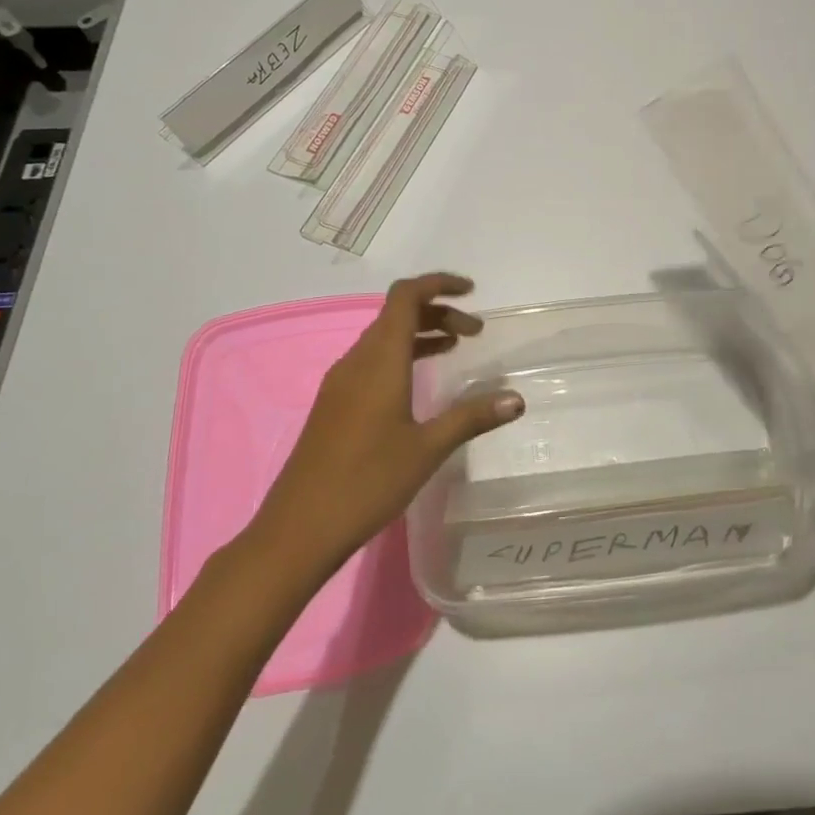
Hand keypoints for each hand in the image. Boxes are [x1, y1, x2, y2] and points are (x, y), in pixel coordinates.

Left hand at [254, 274, 522, 575]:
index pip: (406, 297)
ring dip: (421, 334)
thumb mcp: (427, 449)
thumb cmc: (366, 482)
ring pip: (384, 338)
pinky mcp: (335, 404)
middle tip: (475, 333)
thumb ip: (472, 417)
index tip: (472, 292)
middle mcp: (356, 361)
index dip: (438, 284)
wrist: (297, 530)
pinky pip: (373, 362)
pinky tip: (419, 384)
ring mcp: (341, 383)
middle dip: (438, 312)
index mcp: (379, 360)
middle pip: (397, 314)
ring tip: (455, 348)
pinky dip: (402, 356)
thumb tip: (517, 399)